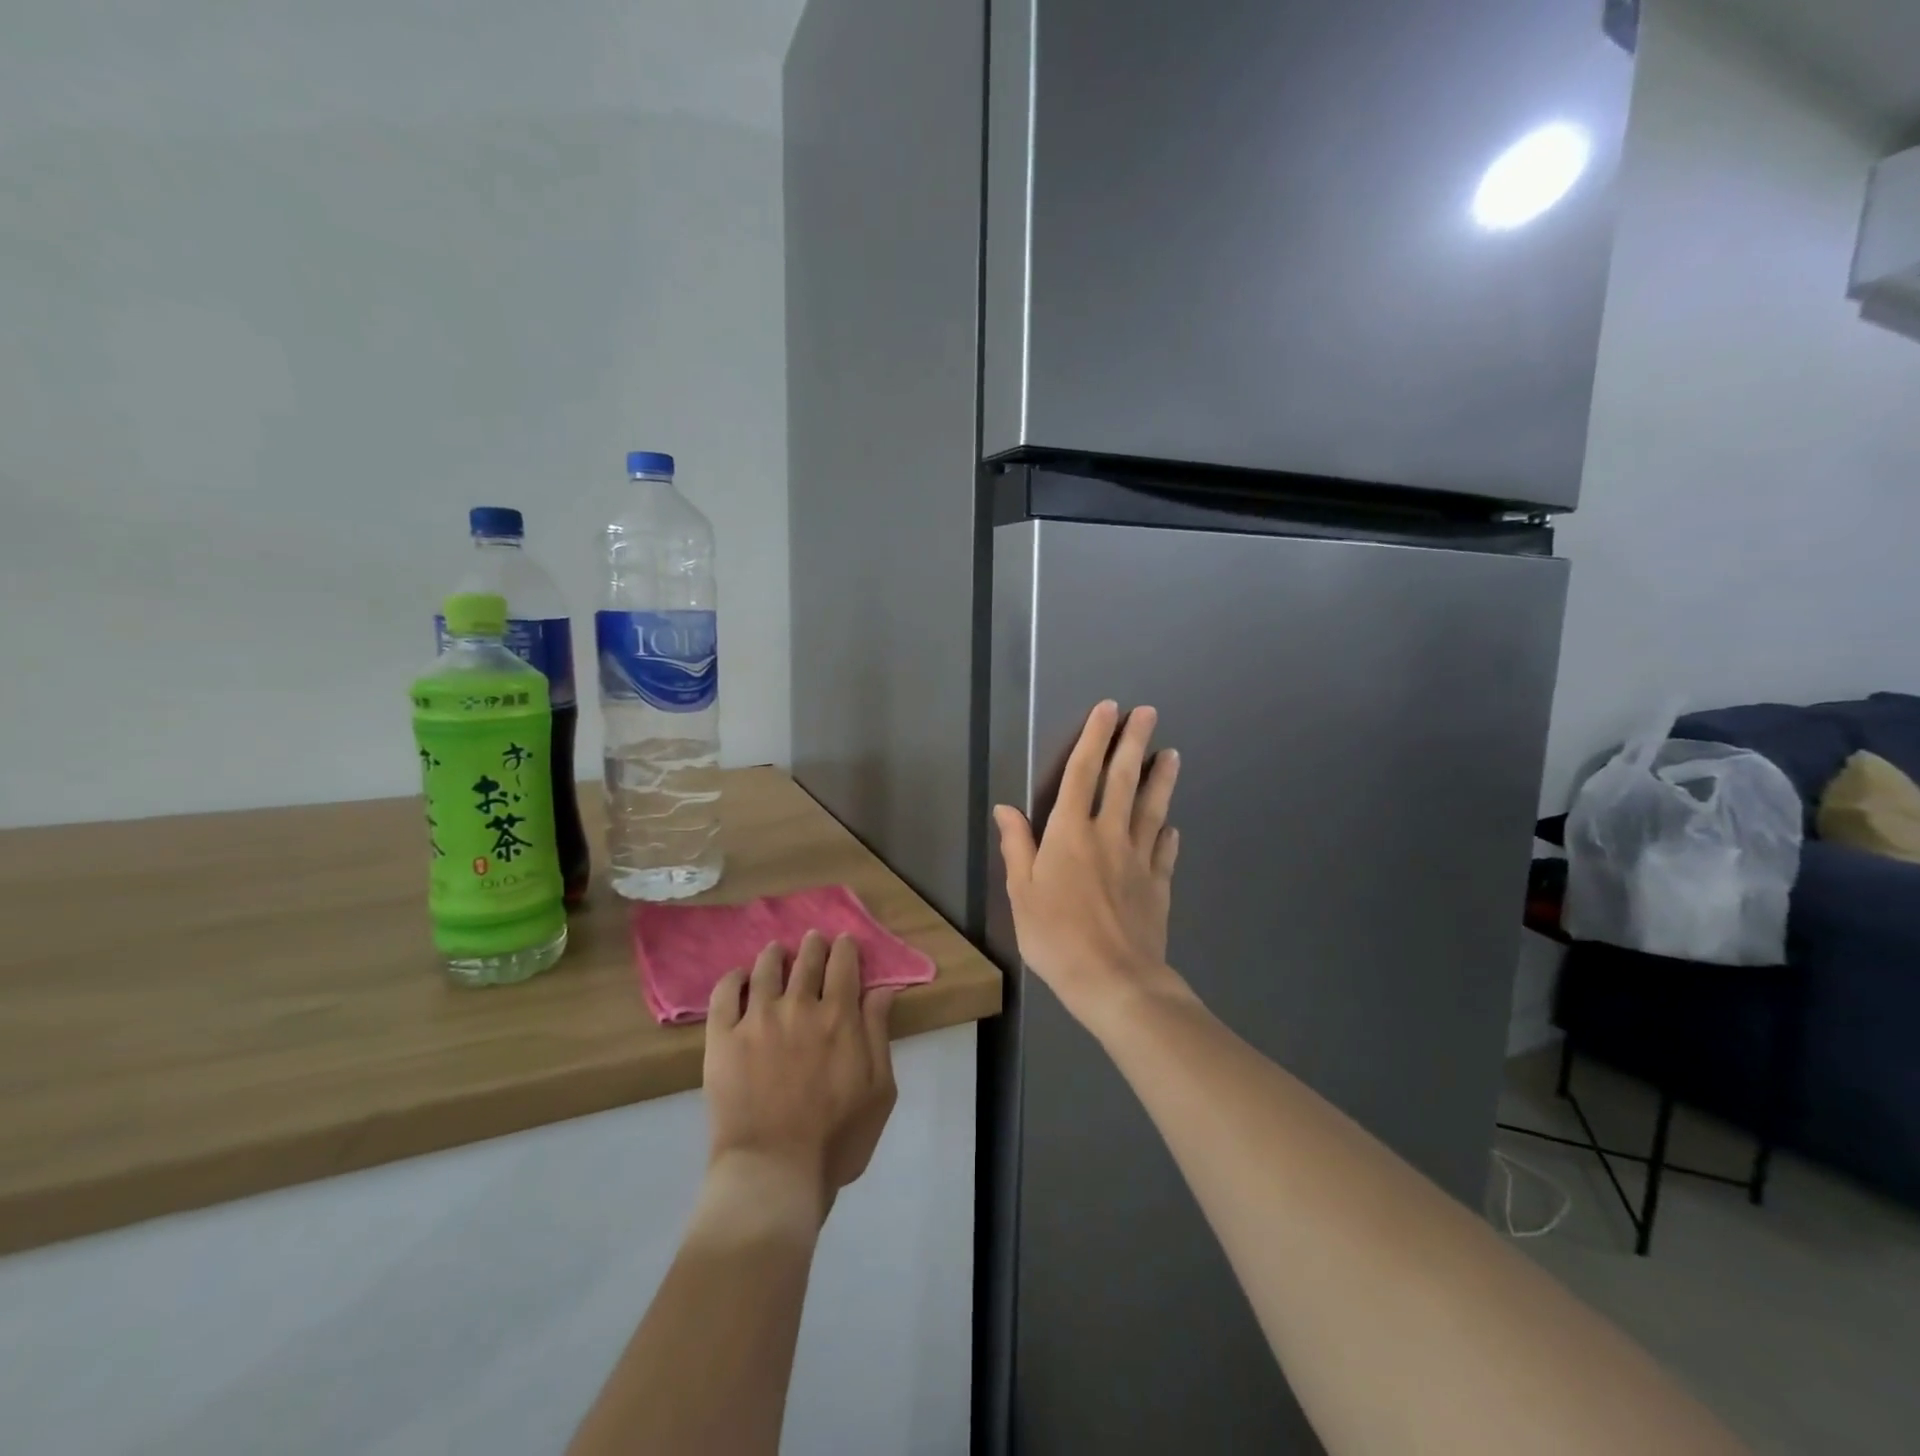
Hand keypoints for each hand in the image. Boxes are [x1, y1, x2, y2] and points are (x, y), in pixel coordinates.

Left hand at [703, 932, 898, 1223]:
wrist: (774, 1172)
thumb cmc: (836, 1139)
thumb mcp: (879, 1090)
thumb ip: (879, 1034)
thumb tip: (882, 989)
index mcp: (839, 1016)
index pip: (843, 964)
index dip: (845, 948)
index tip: (845, 943)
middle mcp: (798, 1006)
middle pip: (807, 960)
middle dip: (813, 945)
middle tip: (813, 940)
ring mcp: (757, 1019)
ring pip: (766, 969)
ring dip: (775, 954)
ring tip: (776, 951)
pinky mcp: (722, 1038)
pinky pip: (724, 994)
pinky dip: (733, 978)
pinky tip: (738, 976)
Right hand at [993, 700, 1191, 1036]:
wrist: (1114, 980)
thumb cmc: (1056, 936)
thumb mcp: (1021, 893)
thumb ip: (1017, 847)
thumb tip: (1007, 808)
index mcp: (1070, 833)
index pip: (1082, 774)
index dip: (1094, 739)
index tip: (1107, 710)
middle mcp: (1108, 835)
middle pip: (1123, 780)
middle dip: (1133, 743)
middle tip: (1148, 713)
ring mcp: (1139, 859)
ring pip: (1152, 808)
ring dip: (1161, 778)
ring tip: (1172, 754)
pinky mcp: (1159, 884)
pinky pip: (1164, 850)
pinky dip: (1168, 833)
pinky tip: (1172, 825)